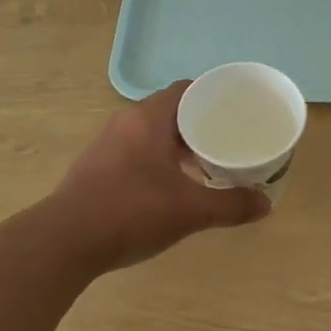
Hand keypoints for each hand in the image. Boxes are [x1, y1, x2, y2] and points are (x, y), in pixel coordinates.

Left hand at [53, 82, 270, 270]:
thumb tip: (265, 205)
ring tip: (206, 165)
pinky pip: (136, 153)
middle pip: (171, 111)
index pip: (187, 89)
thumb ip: (230, 205)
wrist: (64, 241)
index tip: (238, 112)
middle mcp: (125, 123)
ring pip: (151, 134)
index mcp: (148, 118)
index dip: (214, 97)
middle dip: (200, 125)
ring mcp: (106, 146)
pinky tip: (171, 188)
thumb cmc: (131, 212)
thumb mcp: (190, 210)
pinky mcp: (95, 169)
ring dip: (178, 146)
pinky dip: (158, 162)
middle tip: (229, 142)